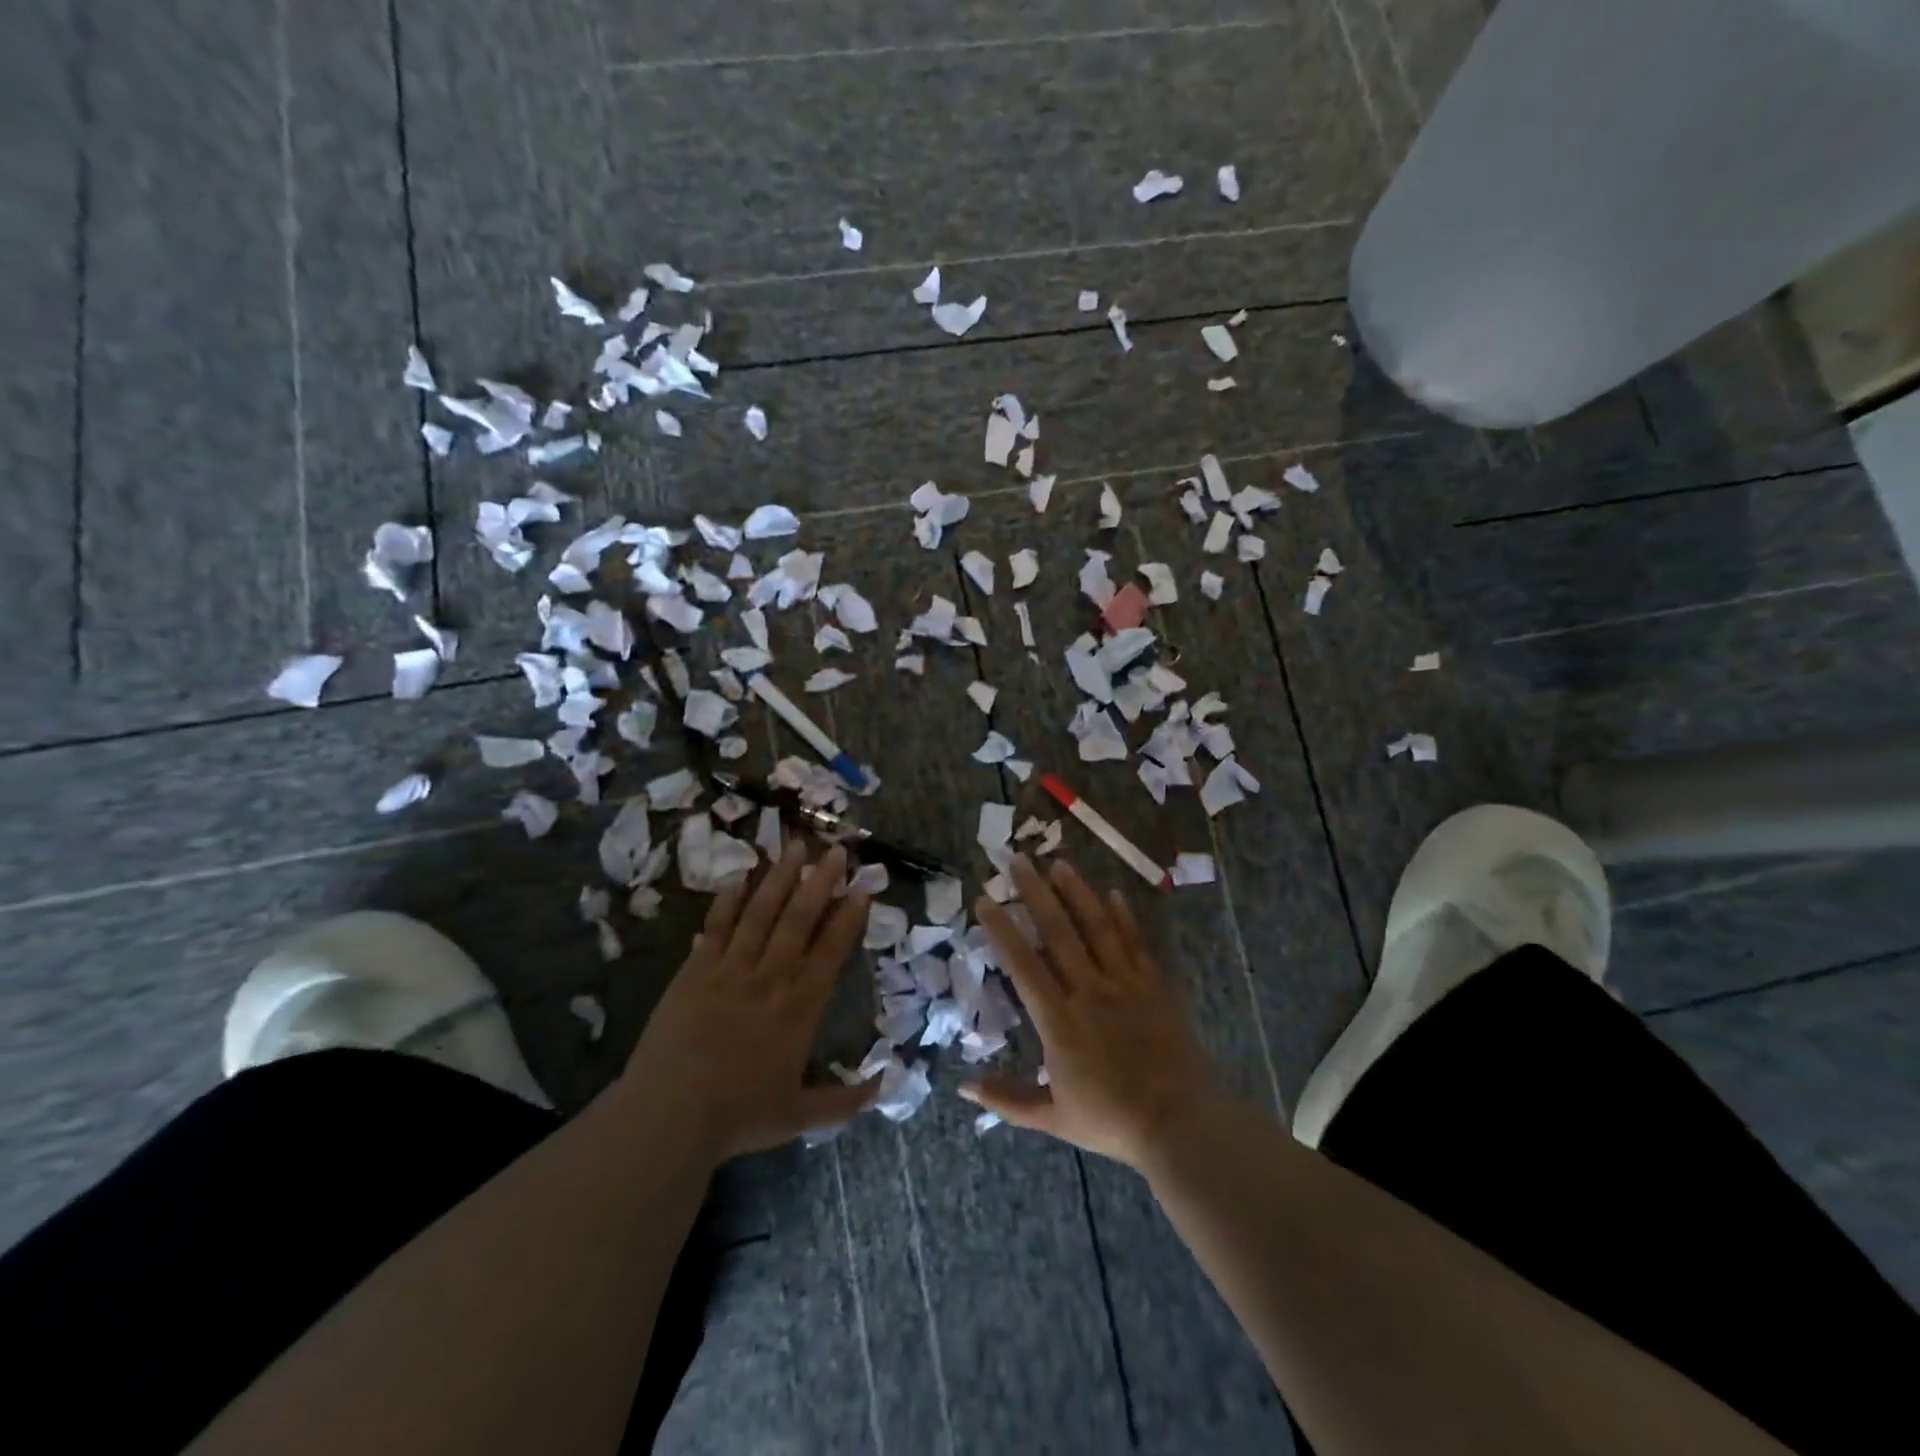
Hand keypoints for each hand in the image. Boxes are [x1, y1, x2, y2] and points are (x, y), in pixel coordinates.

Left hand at [623, 841, 875, 1160]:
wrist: (669, 1115)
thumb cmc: (738, 1115)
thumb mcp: (799, 1116)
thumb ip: (845, 1101)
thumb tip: (887, 1083)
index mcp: (800, 1006)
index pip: (831, 950)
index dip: (849, 916)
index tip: (863, 887)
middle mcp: (770, 977)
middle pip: (799, 919)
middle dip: (820, 882)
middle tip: (836, 850)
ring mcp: (730, 969)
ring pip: (761, 913)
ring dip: (780, 878)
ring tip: (796, 846)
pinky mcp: (695, 970)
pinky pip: (717, 927)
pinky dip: (729, 900)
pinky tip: (740, 876)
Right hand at [964, 855, 1218, 1170]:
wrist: (1180, 1123)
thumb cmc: (1111, 1120)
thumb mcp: (1052, 1118)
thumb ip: (1007, 1098)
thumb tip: (962, 1087)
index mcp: (1059, 1021)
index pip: (1023, 964)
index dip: (1002, 929)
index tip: (985, 899)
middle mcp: (1089, 991)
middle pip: (1058, 932)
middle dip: (1035, 893)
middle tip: (1017, 860)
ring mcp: (1125, 984)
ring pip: (1097, 928)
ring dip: (1077, 893)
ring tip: (1058, 864)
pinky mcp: (1154, 986)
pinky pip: (1135, 943)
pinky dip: (1124, 917)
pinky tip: (1113, 893)